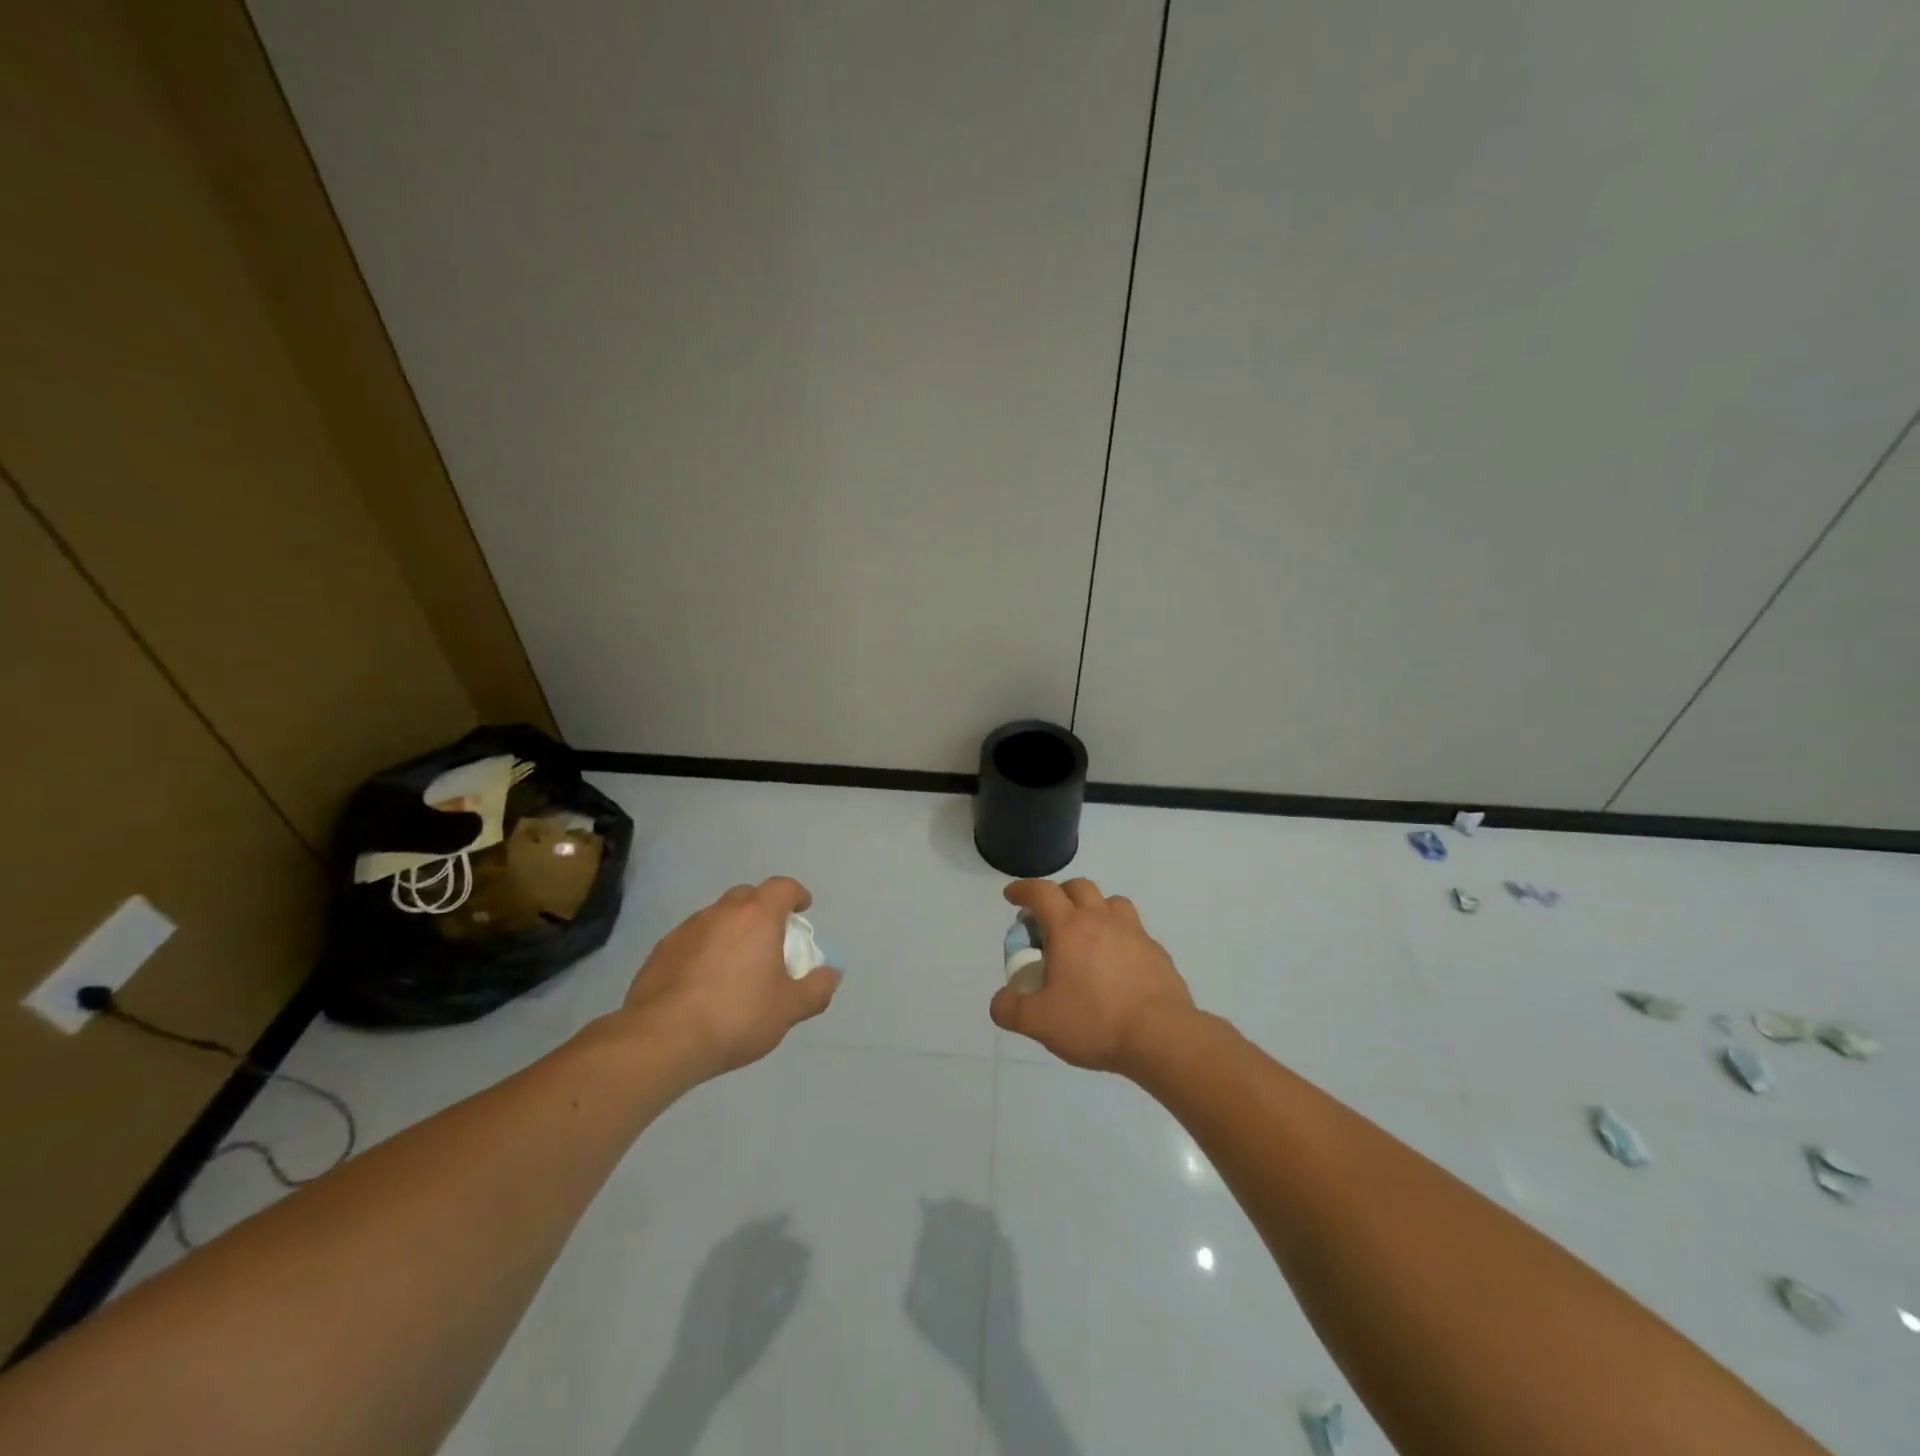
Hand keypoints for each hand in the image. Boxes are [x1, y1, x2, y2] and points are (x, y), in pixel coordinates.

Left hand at [619, 877, 840, 1082]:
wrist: (662, 1040)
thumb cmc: (736, 1016)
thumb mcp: (789, 1009)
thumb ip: (816, 989)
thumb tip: (831, 973)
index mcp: (757, 916)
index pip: (782, 887)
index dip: (795, 895)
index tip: (802, 909)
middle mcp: (721, 912)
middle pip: (747, 897)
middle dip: (762, 910)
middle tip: (771, 939)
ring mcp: (686, 929)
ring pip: (717, 917)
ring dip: (731, 930)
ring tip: (737, 964)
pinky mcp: (660, 951)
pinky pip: (692, 940)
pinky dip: (705, 949)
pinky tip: (704, 982)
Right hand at [988, 878, 1194, 1076]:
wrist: (1160, 1036)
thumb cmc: (1094, 1021)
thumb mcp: (1039, 1022)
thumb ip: (1010, 1009)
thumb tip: (1001, 1000)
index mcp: (1069, 928)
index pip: (1041, 892)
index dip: (1023, 889)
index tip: (1012, 896)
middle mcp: (1101, 920)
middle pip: (1078, 887)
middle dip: (1059, 895)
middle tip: (1049, 919)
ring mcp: (1134, 933)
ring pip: (1111, 902)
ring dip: (1094, 908)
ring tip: (1086, 934)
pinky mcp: (1156, 952)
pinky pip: (1133, 930)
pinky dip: (1118, 935)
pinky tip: (1115, 963)